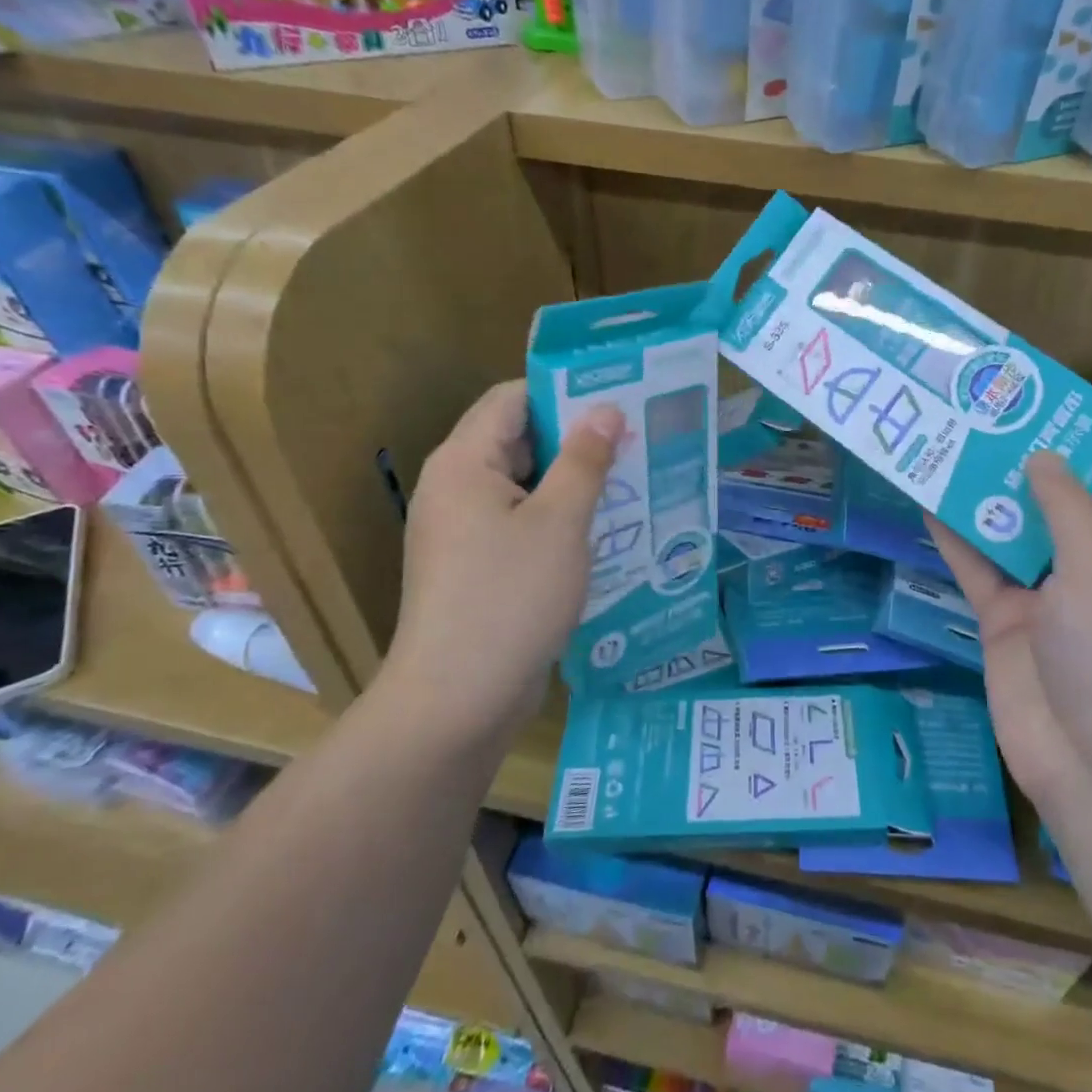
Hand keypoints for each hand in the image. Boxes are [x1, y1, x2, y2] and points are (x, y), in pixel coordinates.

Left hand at [385, 380, 622, 741]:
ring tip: (632, 479)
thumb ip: (584, 459)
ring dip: (572, 482)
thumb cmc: (510, 598)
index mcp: (464, 464)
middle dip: (576, 438)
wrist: (456, 701)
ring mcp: (461, 532)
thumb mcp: (560, 522)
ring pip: (523, 487)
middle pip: (517, 441)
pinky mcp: (474, 568)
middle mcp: (454, 489)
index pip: (511, 399)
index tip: (618, 395)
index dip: (563, 390)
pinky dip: (557, 519)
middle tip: (636, 437)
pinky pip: (519, 524)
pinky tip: (604, 530)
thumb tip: (605, 409)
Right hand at [926, 455, 1091, 823]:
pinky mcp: (1006, 624)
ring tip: (952, 448)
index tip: (1051, 418)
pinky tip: (928, 503)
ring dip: (987, 499)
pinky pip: (979, 572)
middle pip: (1060, 509)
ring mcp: (1046, 600)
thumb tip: (1043, 457)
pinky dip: (957, 541)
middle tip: (988, 422)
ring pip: (1013, 536)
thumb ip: (1069, 510)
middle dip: (1029, 470)